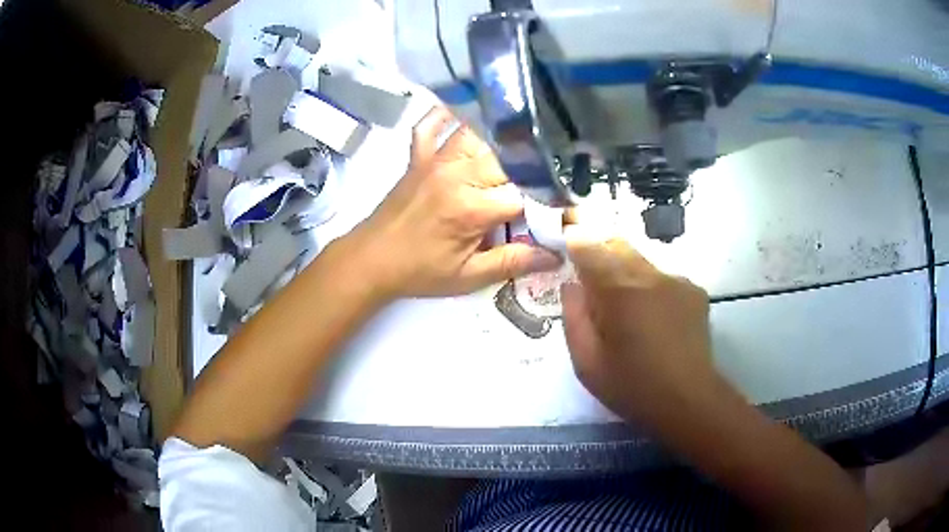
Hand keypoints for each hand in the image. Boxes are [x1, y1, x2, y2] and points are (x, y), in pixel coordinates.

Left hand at [351, 106, 560, 298]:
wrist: (370, 260)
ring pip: (478, 136)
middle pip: (507, 159)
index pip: (524, 195)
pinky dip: (447, 118)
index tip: (552, 213)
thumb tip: (555, 257)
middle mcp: (457, 174)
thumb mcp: (468, 276)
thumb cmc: (419, 271)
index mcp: (472, 208)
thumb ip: (512, 262)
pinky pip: (432, 126)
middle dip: (525, 174)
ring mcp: (435, 160)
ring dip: (498, 146)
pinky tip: (462, 118)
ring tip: (512, 160)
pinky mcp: (418, 157)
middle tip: (534, 190)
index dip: (544, 205)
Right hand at [560, 233, 714, 422]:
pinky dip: (650, 289)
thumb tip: (572, 285)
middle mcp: (650, 275)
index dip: (573, 241)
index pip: (589, 246)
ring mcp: (677, 281)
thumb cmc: (632, 386)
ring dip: (626, 273)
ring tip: (626, 309)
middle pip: (617, 244)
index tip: (564, 246)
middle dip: (599, 253)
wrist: (688, 401)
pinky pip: (662, 279)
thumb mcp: (586, 362)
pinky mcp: (694, 291)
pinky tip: (654, 320)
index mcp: (619, 290)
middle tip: (590, 281)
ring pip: (641, 261)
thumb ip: (574, 316)